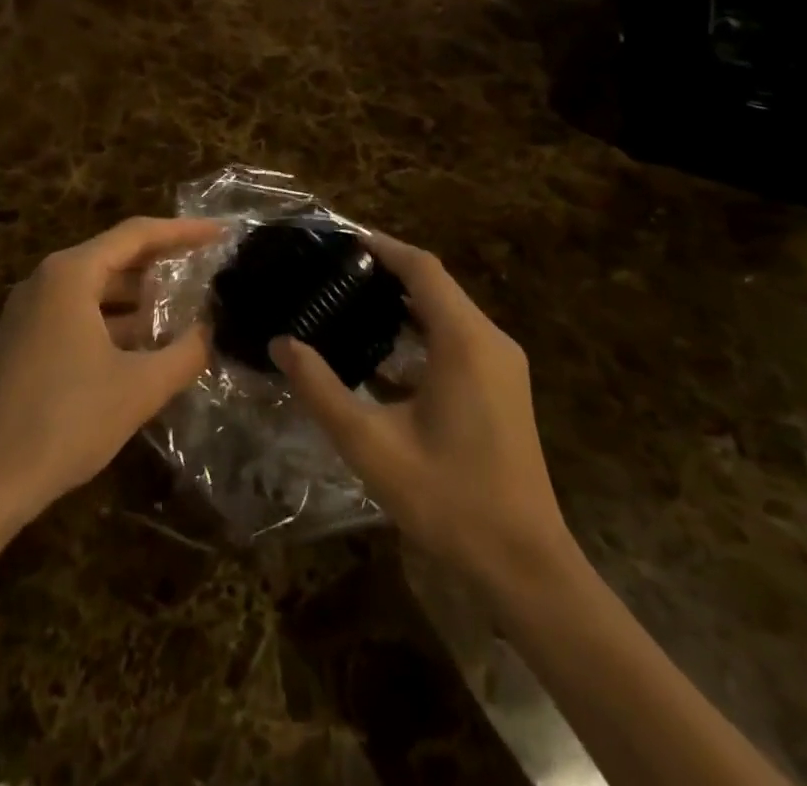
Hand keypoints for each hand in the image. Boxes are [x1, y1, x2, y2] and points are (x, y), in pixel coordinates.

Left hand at [0, 217, 220, 524]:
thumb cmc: (64, 421)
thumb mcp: (139, 387)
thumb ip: (185, 353)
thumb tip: (212, 332)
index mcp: (70, 274)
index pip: (137, 234)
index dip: (183, 231)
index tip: (221, 233)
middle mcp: (47, 281)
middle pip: (115, 257)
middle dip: (163, 263)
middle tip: (208, 267)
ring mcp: (30, 313)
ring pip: (97, 289)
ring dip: (139, 298)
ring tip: (185, 308)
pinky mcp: (24, 343)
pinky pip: (79, 314)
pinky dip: (115, 322)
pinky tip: (145, 346)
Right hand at [272, 234, 574, 584]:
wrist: (524, 565)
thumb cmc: (448, 498)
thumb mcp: (371, 444)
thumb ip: (321, 389)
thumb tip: (282, 344)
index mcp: (464, 340)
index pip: (422, 268)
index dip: (382, 247)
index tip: (341, 240)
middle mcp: (490, 340)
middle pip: (436, 285)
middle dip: (388, 272)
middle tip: (335, 273)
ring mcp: (502, 364)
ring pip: (448, 312)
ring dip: (405, 303)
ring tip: (351, 302)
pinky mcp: (503, 387)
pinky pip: (458, 339)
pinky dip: (421, 332)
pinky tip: (384, 353)